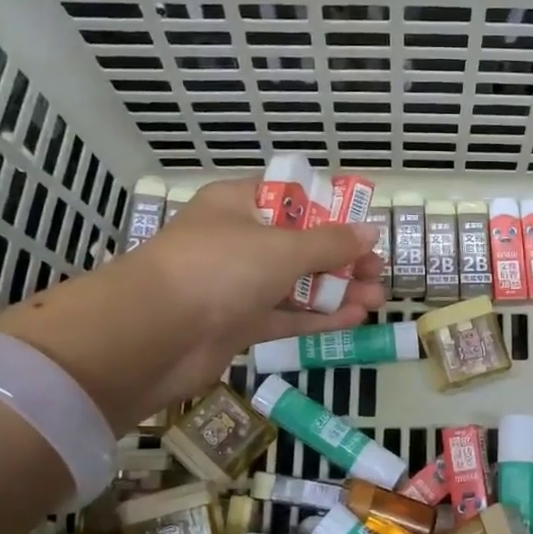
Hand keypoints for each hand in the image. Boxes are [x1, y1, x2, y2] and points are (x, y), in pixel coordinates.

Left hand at [0, 178, 383, 431]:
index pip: (291, 198)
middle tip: (378, 270)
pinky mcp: (237, 324)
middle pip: (299, 244)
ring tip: (377, 298)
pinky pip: (284, 316)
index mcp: (238, 204)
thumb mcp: (282, 248)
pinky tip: (353, 318)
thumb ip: (330, 242)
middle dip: (341, 257)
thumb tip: (369, 232)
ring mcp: (235, 285)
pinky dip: (317, 317)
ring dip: (335, 290)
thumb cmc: (219, 269)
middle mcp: (236, 241)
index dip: (330, 209)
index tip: (364, 224)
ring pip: (295, 283)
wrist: (154, 335)